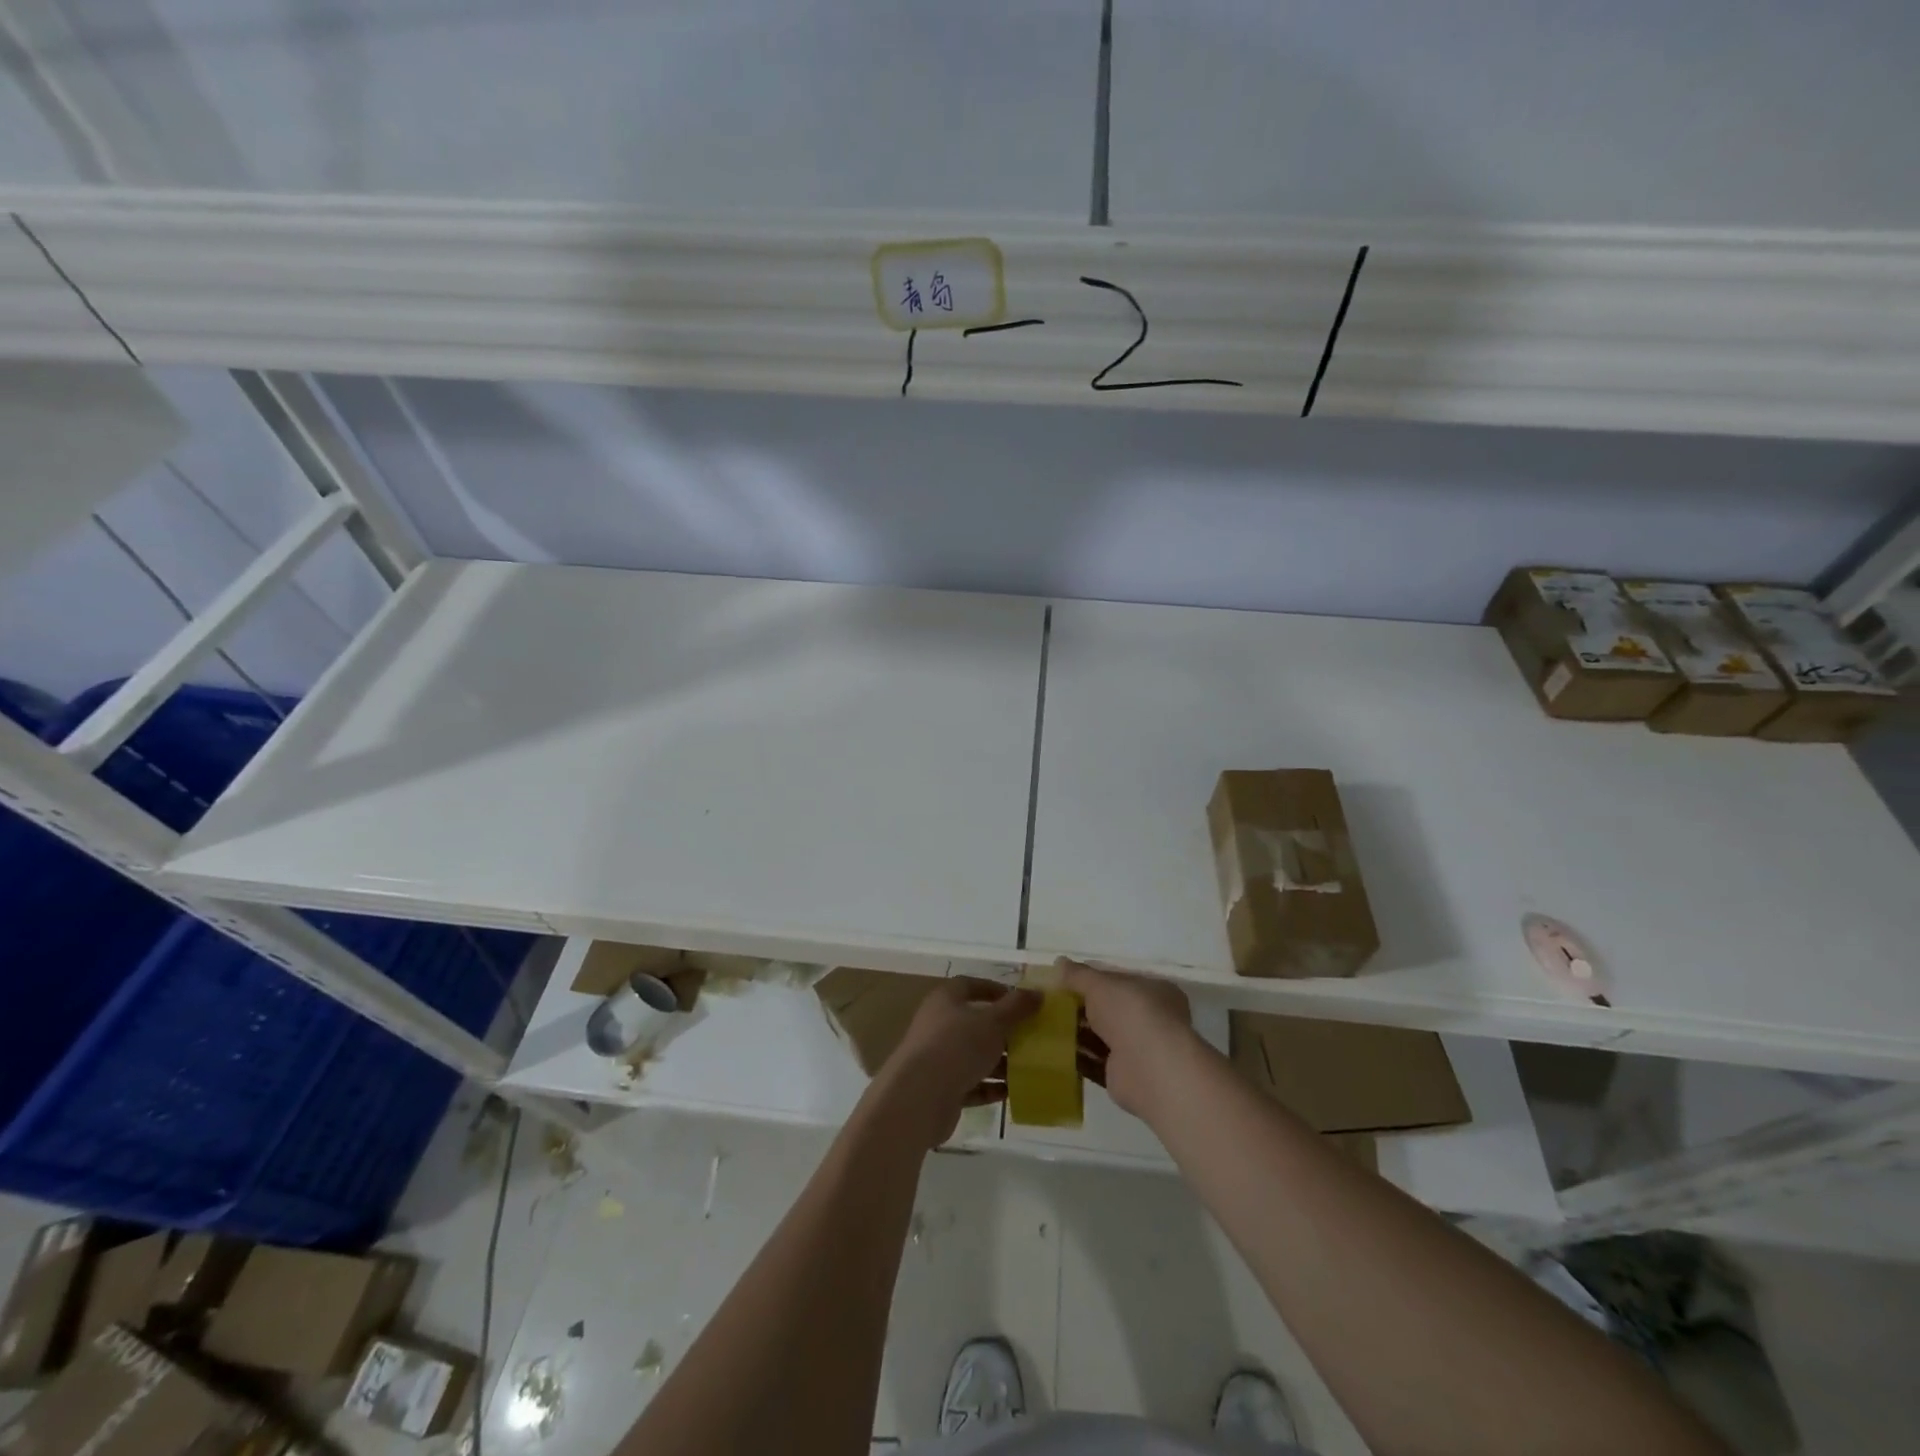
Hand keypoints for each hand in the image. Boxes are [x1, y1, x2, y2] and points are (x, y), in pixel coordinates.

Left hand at [873, 978, 1040, 1148]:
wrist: (919, 1097)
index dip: (995, 990)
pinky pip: (970, 1084)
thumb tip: (1038, 993)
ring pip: (974, 1056)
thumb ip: (1016, 1007)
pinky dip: (988, 1087)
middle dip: (1003, 1031)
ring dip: (999, 1062)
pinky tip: (1010, 1092)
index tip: (1021, 1001)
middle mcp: (939, 1025)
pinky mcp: (941, 1089)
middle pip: (975, 1023)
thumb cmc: (957, 1046)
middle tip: (1030, 1038)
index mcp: (946, 1000)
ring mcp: (938, 1058)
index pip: (971, 985)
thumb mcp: (993, 1022)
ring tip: (1027, 1068)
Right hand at [1059, 959, 1196, 1120]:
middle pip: (1110, 1009)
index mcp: (1155, 991)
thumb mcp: (1100, 984)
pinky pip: (1096, 1062)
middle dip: (1084, 1007)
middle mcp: (1152, 1019)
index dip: (1094, 980)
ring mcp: (1140, 1049)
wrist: (1147, 1068)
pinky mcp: (1124, 1075)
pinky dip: (1079, 1057)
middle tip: (1053, 1003)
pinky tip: (1055, 1051)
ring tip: (1048, 1025)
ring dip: (1079, 1032)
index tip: (1067, 981)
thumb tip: (1059, 962)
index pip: (1120, 981)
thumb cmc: (1130, 1013)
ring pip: (1103, 1036)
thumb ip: (1079, 975)